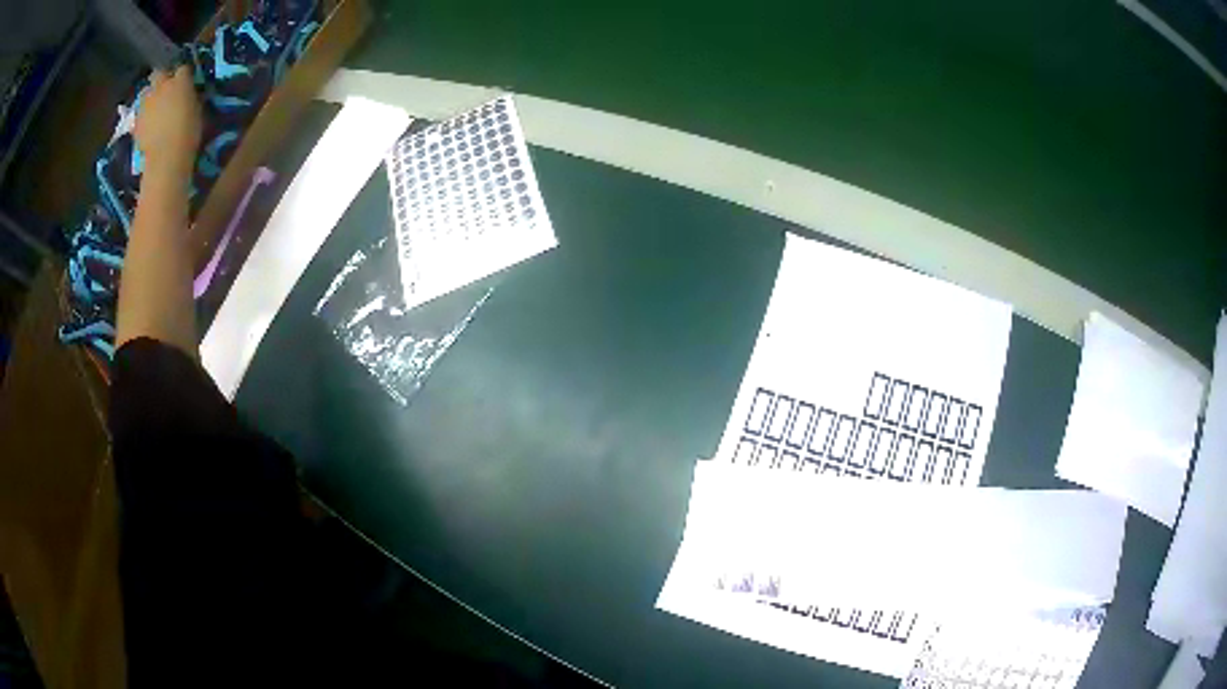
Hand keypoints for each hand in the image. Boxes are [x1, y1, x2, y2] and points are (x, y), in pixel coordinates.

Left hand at [135, 65, 201, 180]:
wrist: (166, 158)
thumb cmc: (188, 132)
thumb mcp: (197, 110)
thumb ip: (191, 98)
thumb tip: (188, 95)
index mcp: (180, 81)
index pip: (183, 68)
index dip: (183, 75)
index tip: (185, 83)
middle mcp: (162, 86)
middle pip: (159, 73)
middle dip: (161, 78)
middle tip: (165, 89)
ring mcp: (147, 103)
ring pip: (146, 92)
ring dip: (150, 97)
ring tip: (154, 108)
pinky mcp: (137, 121)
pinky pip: (139, 114)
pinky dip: (143, 117)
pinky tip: (148, 125)